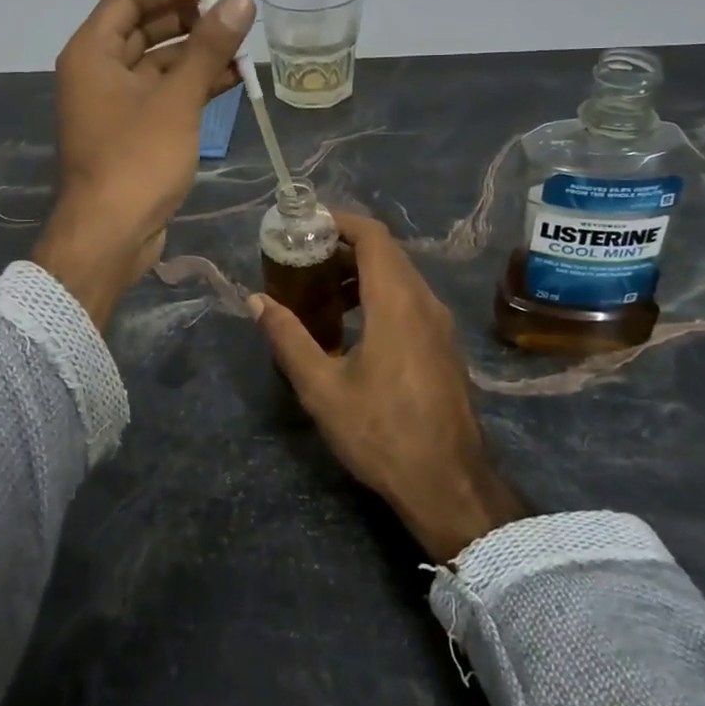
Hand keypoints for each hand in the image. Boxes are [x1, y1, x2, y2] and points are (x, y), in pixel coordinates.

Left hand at [32, 0, 254, 327]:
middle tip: (234, 12)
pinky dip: (194, 85)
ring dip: (198, 52)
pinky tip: (233, 78)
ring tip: (244, 43)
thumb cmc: (137, 159)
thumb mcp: (177, 99)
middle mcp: (97, 72)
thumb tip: (241, 0)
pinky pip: (164, 94)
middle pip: (144, 28)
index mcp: (92, 53)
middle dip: (189, 18)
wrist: (111, 235)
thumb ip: (209, 47)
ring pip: (158, 63)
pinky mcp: (133, 132)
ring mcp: (115, 104)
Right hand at [248, 213, 529, 561]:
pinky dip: (378, 294)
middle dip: (344, 246)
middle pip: (386, 252)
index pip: (373, 236)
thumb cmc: (381, 432)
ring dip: (361, 272)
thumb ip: (287, 337)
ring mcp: (440, 324)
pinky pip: (410, 299)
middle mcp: (424, 302)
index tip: (306, 223)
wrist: (448, 484)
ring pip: (400, 276)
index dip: (340, 221)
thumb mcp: (322, 387)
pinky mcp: (444, 345)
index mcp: (396, 302)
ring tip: (320, 291)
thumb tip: (256, 300)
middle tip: (303, 256)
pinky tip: (351, 325)